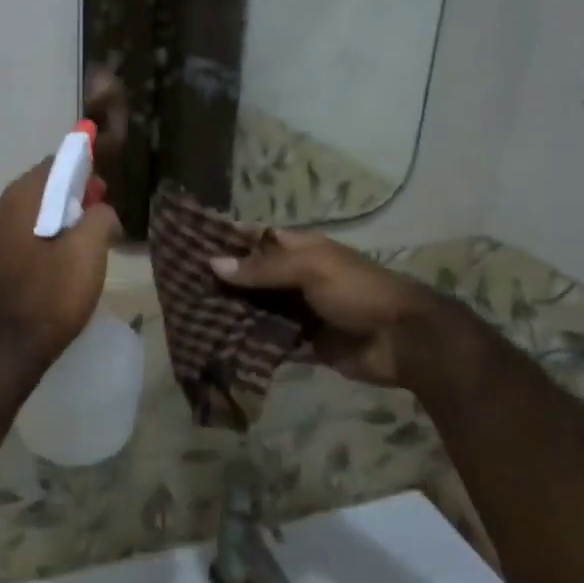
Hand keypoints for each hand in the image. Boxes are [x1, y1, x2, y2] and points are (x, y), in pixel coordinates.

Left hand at [0, 158, 121, 378]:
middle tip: (103, 211)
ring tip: (91, 237)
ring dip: (63, 218)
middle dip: (74, 194)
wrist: (10, 349)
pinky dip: (49, 237)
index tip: (104, 184)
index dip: (82, 167)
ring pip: (34, 215)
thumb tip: (101, 211)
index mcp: (18, 201)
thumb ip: (100, 217)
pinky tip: (68, 258)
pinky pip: (27, 237)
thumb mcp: (88, 250)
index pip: (52, 165)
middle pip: (42, 189)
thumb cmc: (51, 295)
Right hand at [210, 230, 454, 388]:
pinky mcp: (300, 342)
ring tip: (189, 316)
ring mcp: (297, 311)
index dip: (226, 241)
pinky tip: (216, 343)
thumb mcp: (311, 269)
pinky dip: (246, 340)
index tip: (187, 246)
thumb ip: (262, 267)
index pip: (255, 240)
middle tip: (180, 288)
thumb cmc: (359, 292)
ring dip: (230, 312)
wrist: (403, 341)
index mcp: (300, 250)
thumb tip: (213, 263)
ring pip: (255, 308)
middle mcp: (294, 277)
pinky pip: (267, 338)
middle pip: (250, 276)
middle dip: (221, 281)